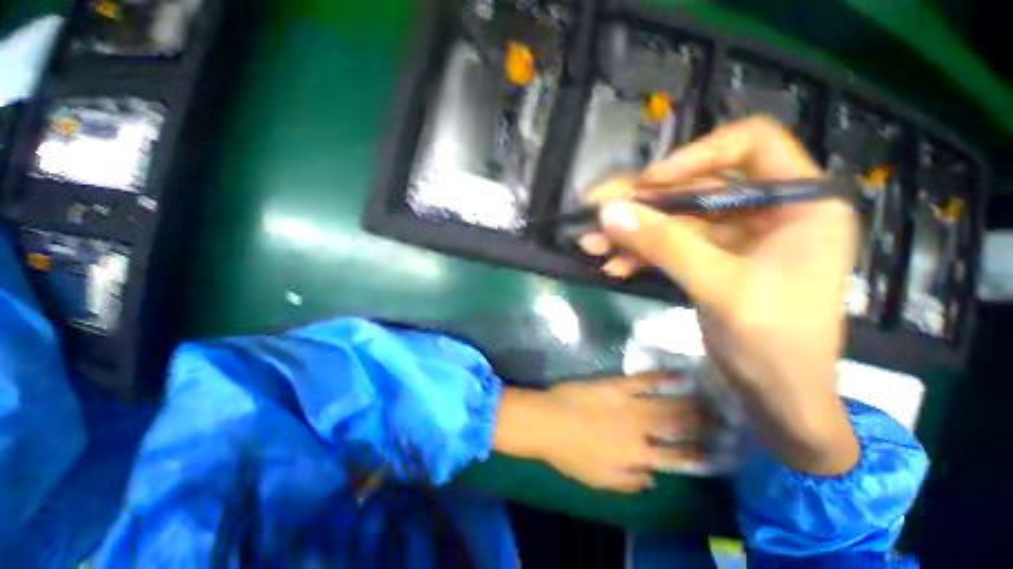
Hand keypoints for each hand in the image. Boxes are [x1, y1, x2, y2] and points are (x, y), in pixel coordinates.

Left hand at [494, 375, 703, 492]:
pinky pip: (643, 380)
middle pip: (679, 427)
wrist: (547, 422)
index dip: (700, 455)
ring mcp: (629, 405)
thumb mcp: (600, 480)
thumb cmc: (570, 454)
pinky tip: (680, 373)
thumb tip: (655, 479)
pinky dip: (662, 377)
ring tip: (713, 398)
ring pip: (668, 403)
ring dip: (693, 401)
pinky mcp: (615, 385)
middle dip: (705, 424)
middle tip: (725, 419)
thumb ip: (630, 482)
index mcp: (637, 456)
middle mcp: (640, 430)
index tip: (718, 450)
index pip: (677, 458)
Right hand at [579, 117, 859, 474]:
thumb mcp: (719, 287)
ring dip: (633, 233)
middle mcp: (770, 211)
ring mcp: (737, 237)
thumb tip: (608, 212)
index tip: (650, 182)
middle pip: (697, 186)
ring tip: (593, 245)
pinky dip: (640, 255)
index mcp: (801, 203)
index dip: (696, 155)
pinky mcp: (712, 260)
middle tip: (597, 209)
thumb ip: (663, 244)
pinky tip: (614, 267)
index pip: (750, 144)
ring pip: (676, 220)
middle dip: (644, 202)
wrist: (779, 399)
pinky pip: (671, 246)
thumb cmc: (775, 344)